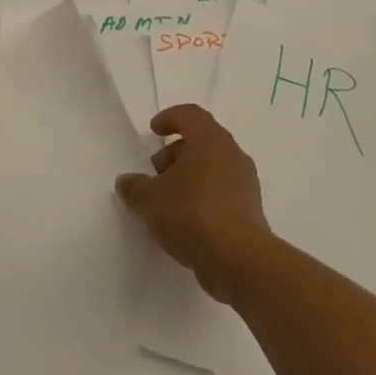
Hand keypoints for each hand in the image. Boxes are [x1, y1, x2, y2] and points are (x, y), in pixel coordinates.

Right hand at [115, 105, 277, 306]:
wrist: (237, 259)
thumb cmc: (191, 214)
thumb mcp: (149, 199)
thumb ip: (134, 186)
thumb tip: (127, 181)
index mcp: (211, 141)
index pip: (191, 115)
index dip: (169, 118)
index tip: (153, 132)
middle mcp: (232, 155)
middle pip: (201, 142)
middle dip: (173, 154)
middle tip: (153, 175)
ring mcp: (244, 184)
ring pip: (211, 169)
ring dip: (186, 178)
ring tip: (164, 202)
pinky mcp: (248, 210)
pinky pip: (220, 192)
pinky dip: (200, 198)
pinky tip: (182, 221)